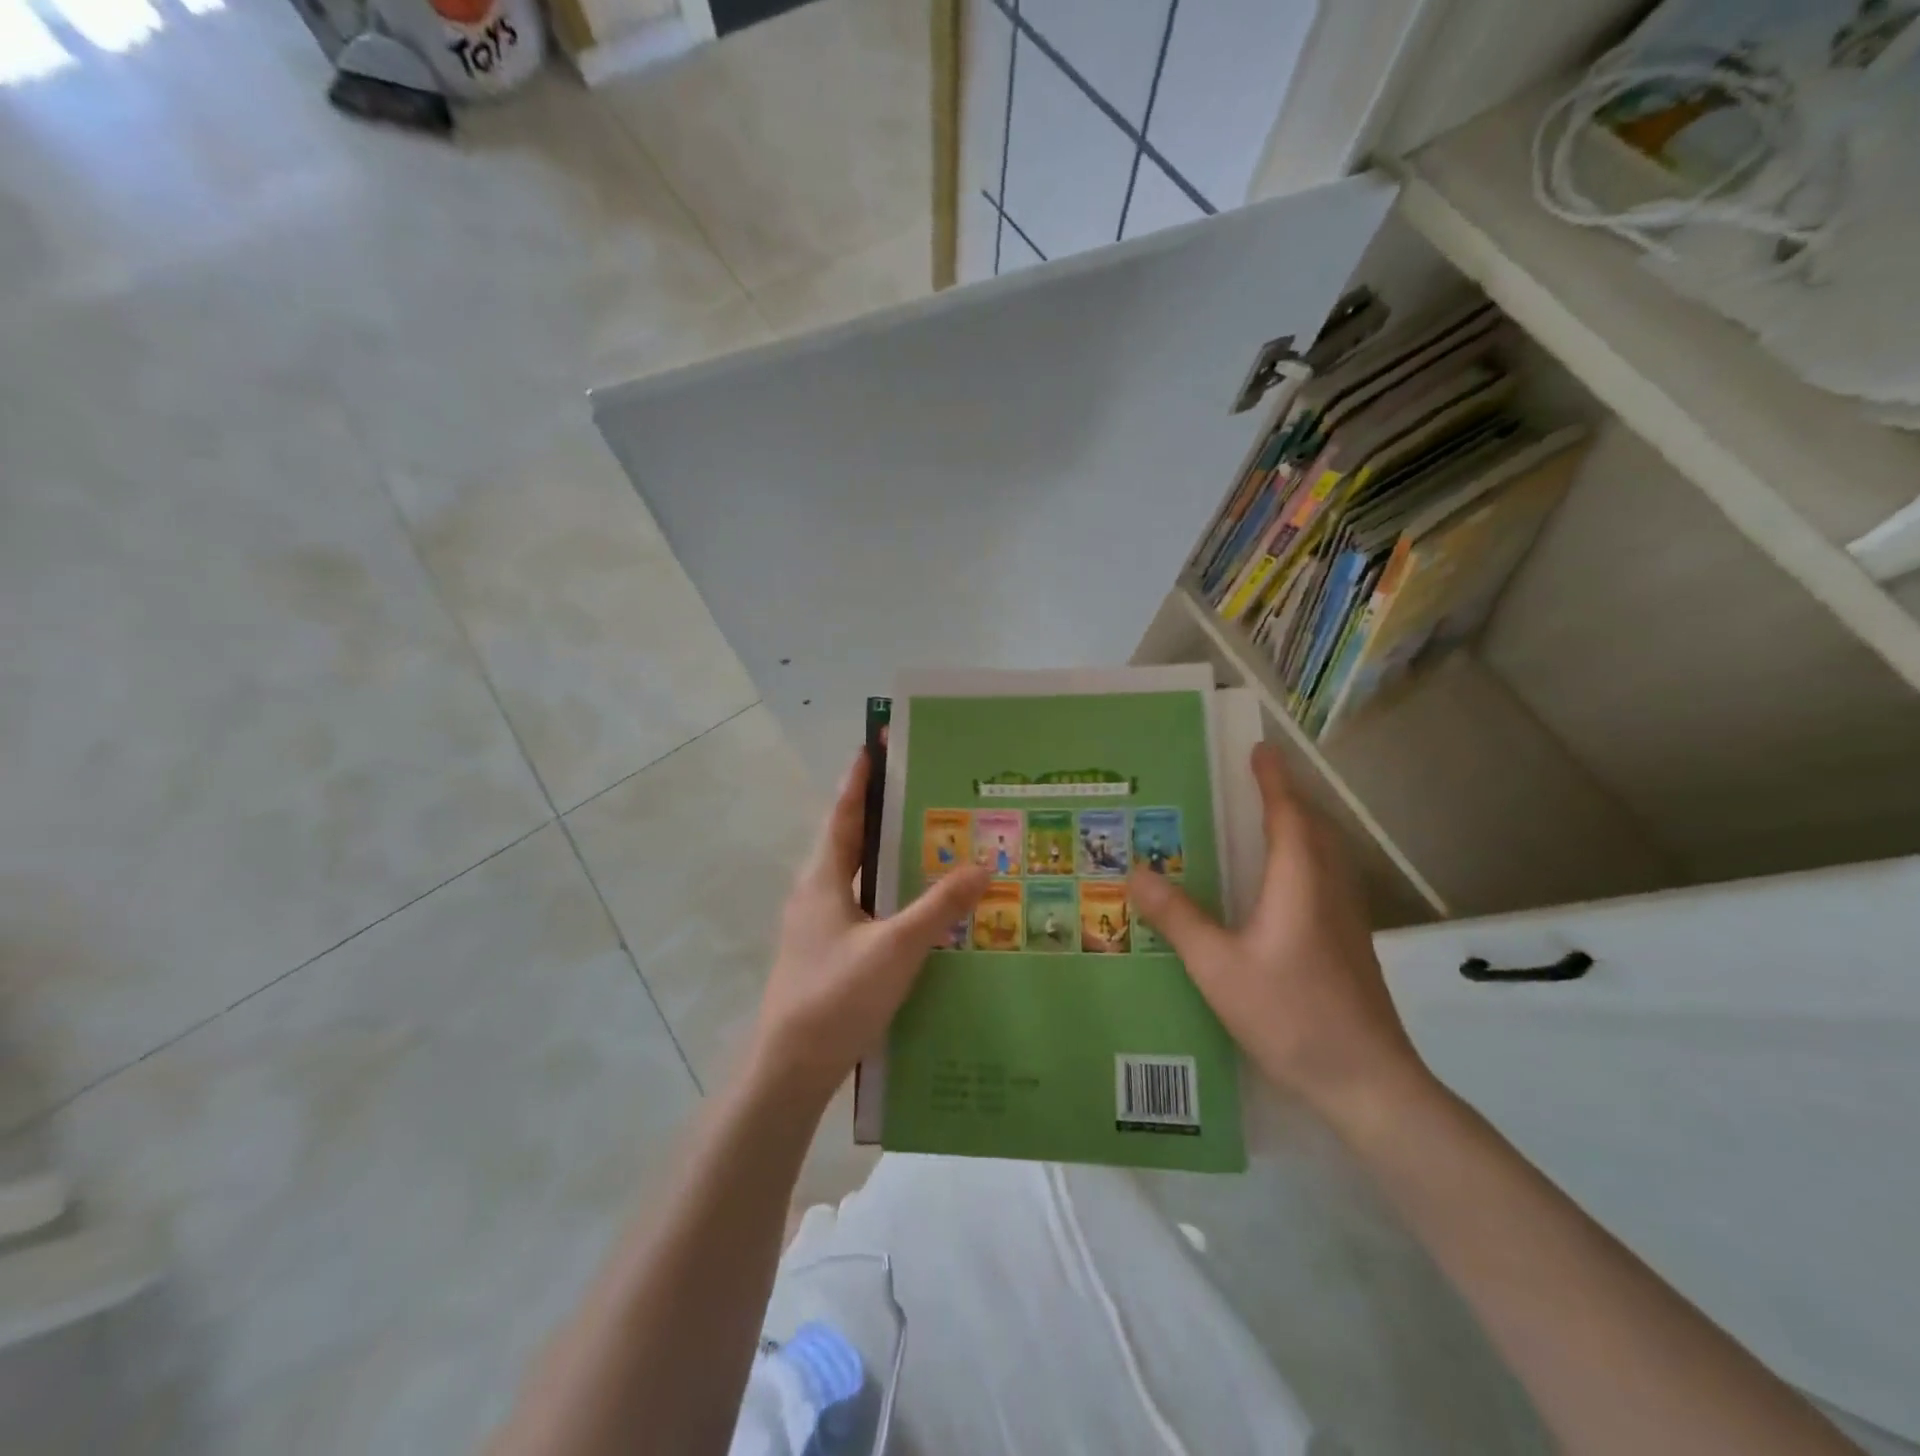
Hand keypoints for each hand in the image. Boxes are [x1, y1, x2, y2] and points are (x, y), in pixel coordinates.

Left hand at [749, 748, 989, 1104]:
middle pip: (851, 839)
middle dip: (882, 812)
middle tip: (923, 789)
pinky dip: (889, 893)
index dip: (860, 778)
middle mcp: (817, 893)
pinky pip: (865, 906)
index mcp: (823, 879)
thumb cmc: (837, 996)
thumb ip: (939, 906)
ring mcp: (820, 925)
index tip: (877, 744)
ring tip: (930, 840)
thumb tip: (983, 864)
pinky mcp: (830, 952)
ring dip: (888, 855)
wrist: (791, 1069)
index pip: (843, 812)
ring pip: (859, 875)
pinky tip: (919, 906)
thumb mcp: (897, 947)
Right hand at [1127, 743, 1428, 1127]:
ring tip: (1266, 822)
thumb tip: (1136, 872)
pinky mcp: (1351, 943)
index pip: (1287, 814)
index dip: (1273, 780)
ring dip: (1301, 826)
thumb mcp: (1218, 966)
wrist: (1368, 1081)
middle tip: (1255, 781)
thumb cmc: (1290, 1015)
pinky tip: (1282, 886)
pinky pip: (1328, 878)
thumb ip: (1177, 917)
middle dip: (1288, 797)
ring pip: (1327, 854)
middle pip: (1315, 828)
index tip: (1260, 748)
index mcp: (1299, 882)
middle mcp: (1329, 889)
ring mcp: (1347, 918)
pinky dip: (1307, 858)